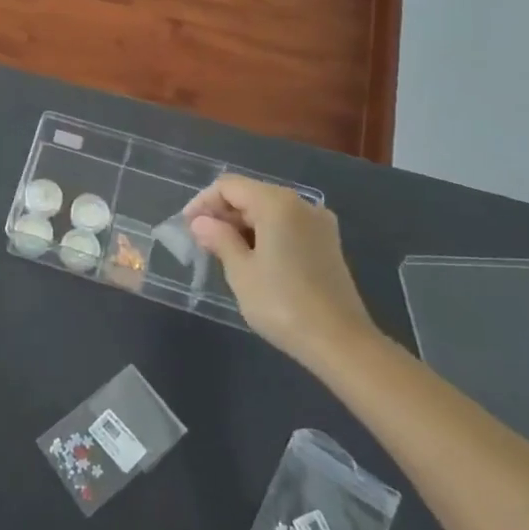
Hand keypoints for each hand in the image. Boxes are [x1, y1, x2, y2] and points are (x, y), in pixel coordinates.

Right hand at [183, 175, 376, 369]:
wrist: (340, 342)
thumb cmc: (282, 303)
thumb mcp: (241, 271)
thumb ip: (219, 239)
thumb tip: (201, 222)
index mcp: (277, 203)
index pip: (229, 187)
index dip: (203, 202)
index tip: (187, 228)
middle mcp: (301, 204)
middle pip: (251, 194)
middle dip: (223, 214)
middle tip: (202, 243)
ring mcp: (319, 224)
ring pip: (269, 211)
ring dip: (243, 226)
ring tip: (224, 253)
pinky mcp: (327, 244)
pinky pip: (287, 226)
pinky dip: (265, 234)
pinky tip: (253, 259)